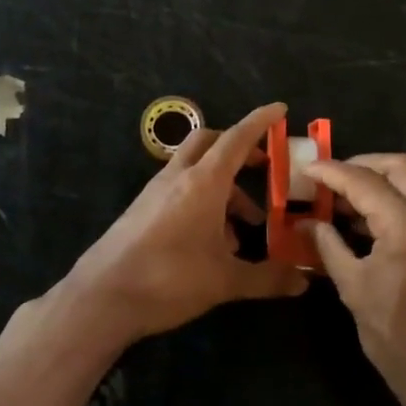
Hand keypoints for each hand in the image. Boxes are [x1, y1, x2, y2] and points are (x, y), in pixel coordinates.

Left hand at [55, 103, 308, 344]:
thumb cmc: (170, 279)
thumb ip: (267, 278)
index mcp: (203, 182)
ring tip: (243, 230)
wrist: (103, 296)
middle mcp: (178, 177)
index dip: (260, 121)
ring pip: (195, 170)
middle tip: (262, 167)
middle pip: (209, 142)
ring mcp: (155, 192)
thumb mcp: (225, 281)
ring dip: (223, 187)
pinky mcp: (142, 210)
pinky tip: (212, 244)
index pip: (237, 138)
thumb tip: (303, 282)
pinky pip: (179, 191)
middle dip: (238, 148)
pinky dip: (202, 202)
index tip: (280, 109)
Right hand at [307, 155, 405, 405]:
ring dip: (385, 183)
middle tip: (334, 178)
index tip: (308, 169)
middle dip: (364, 164)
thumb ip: (329, 246)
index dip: (332, 172)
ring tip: (350, 201)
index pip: (365, 182)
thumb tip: (306, 223)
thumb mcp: (354, 290)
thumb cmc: (397, 340)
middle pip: (401, 167)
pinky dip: (403, 204)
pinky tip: (378, 224)